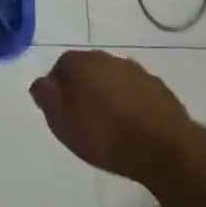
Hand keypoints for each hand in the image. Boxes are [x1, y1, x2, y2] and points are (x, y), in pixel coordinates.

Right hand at [29, 50, 201, 184]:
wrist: (163, 148)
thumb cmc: (103, 133)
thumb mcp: (60, 119)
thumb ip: (45, 96)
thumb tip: (41, 83)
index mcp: (81, 62)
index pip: (60, 67)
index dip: (58, 89)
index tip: (61, 111)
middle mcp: (108, 58)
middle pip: (88, 70)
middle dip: (83, 89)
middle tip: (82, 118)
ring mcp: (137, 72)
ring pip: (113, 80)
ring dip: (108, 95)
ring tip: (109, 125)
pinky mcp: (160, 89)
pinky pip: (135, 93)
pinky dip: (130, 104)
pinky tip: (131, 126)